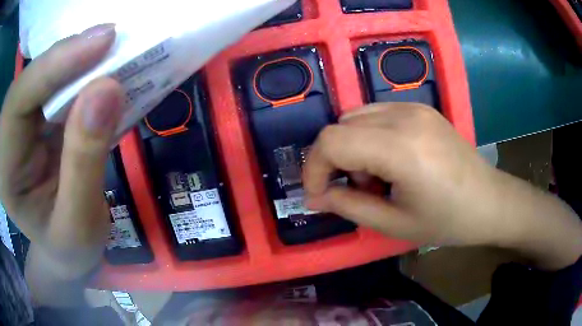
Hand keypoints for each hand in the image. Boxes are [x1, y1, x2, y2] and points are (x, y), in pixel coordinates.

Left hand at [0, 24, 123, 280]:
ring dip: (82, 60)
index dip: (59, 62)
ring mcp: (19, 118)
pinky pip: (58, 79)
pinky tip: (103, 68)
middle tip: (115, 41)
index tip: (105, 39)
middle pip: (35, 75)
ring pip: (48, 70)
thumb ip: (85, 161)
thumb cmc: (68, 247)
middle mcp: (6, 132)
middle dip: (73, 56)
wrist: (63, 250)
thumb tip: (107, 90)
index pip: (22, 97)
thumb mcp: (78, 223)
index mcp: (4, 166)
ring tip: (115, 52)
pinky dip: (84, 71)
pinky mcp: (35, 113)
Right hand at [303, 103, 581, 268]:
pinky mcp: (420, 107)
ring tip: (376, 177)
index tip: (318, 195)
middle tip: (354, 189)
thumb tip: (316, 197)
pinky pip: (376, 114)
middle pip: (340, 125)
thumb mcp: (394, 224)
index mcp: (401, 148)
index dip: (314, 168)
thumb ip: (349, 206)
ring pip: (355, 116)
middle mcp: (404, 116)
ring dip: (351, 147)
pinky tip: (390, 160)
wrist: (489, 201)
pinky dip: (368, 136)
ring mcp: (414, 107)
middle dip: (333, 160)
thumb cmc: (447, 221)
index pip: (332, 140)